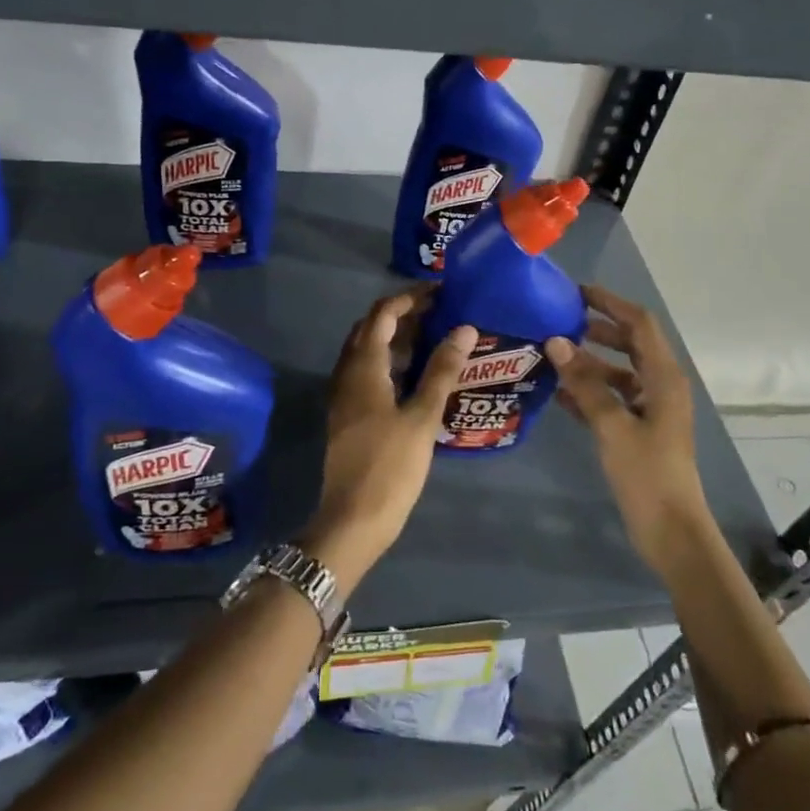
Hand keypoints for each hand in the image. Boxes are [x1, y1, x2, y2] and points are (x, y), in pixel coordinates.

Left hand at [303, 288, 477, 587]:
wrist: (353, 519)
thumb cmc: (391, 466)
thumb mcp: (422, 416)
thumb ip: (442, 370)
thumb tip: (464, 329)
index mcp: (363, 367)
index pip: (382, 314)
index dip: (409, 298)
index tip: (440, 291)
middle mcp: (347, 373)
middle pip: (371, 328)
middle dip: (403, 314)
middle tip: (440, 312)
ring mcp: (344, 395)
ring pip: (368, 351)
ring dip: (397, 338)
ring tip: (436, 337)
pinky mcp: (349, 414)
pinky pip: (368, 372)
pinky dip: (391, 361)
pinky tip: (417, 374)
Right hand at [547, 285, 710, 573]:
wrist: (671, 532)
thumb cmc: (647, 474)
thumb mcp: (612, 426)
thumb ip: (585, 382)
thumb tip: (556, 341)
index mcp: (664, 377)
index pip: (639, 323)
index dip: (610, 303)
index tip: (576, 292)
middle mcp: (660, 385)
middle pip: (630, 343)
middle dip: (598, 329)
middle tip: (560, 320)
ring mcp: (651, 409)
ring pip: (618, 372)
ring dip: (589, 362)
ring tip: (552, 355)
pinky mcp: (639, 430)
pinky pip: (612, 398)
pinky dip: (589, 391)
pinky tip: (558, 392)